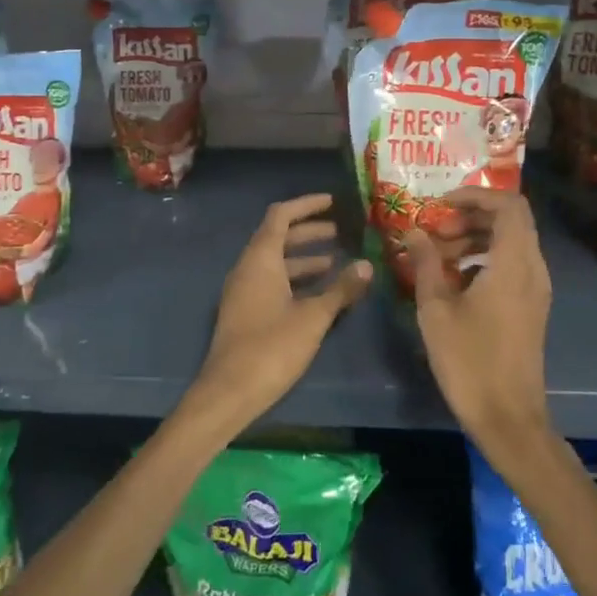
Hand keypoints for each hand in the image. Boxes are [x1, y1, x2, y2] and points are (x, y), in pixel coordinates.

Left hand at [180, 194, 371, 438]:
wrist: (229, 392)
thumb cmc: (271, 348)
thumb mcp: (313, 317)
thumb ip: (340, 289)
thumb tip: (366, 264)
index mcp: (260, 259)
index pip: (280, 216)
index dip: (306, 205)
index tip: (332, 202)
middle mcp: (248, 269)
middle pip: (278, 238)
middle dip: (309, 232)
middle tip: (341, 233)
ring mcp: (244, 292)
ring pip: (276, 263)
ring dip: (304, 259)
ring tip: (337, 262)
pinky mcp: (246, 313)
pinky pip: (272, 283)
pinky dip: (296, 280)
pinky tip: (319, 294)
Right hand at [405, 188, 551, 463]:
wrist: (508, 417)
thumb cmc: (469, 361)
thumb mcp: (435, 309)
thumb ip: (425, 263)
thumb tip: (414, 232)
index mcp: (513, 263)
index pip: (508, 204)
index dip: (475, 194)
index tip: (441, 203)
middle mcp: (533, 268)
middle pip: (512, 220)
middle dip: (472, 215)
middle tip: (436, 231)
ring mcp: (537, 289)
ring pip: (512, 242)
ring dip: (477, 237)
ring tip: (439, 255)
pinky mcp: (532, 306)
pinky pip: (513, 264)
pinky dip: (486, 258)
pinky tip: (456, 279)